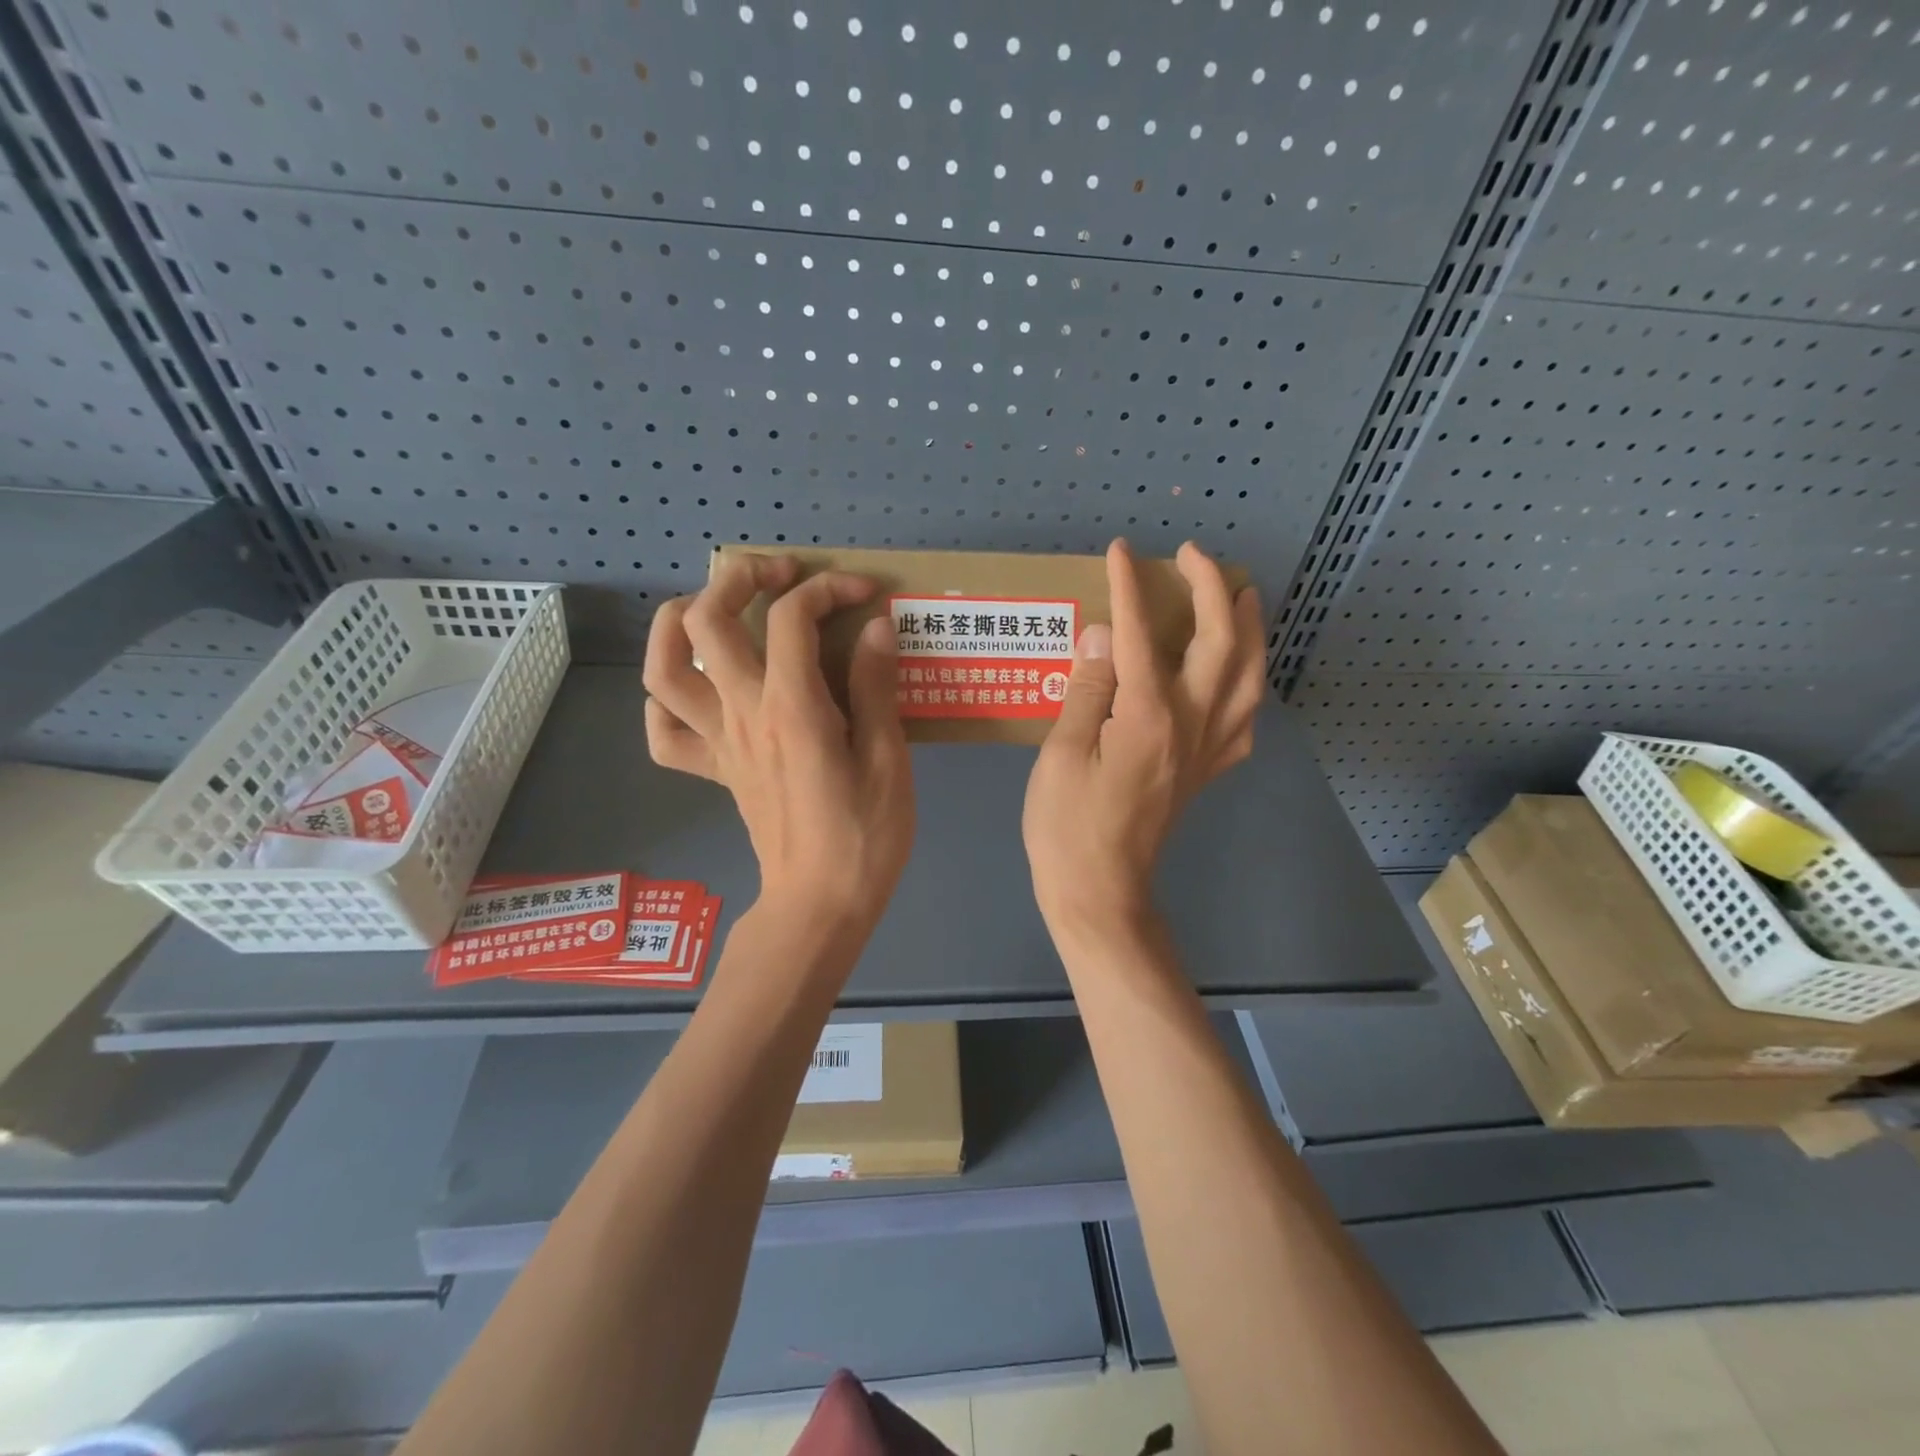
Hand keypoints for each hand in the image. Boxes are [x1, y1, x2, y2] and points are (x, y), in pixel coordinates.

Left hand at [643, 555, 914, 938]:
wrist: (819, 905)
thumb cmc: (865, 837)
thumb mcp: (888, 760)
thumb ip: (876, 688)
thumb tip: (874, 627)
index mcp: (792, 708)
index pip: (792, 617)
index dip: (828, 588)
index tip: (865, 593)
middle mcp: (742, 714)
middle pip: (705, 621)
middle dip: (739, 577)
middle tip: (780, 575)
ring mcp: (719, 743)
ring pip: (662, 668)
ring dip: (679, 622)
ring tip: (716, 608)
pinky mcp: (714, 770)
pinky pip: (664, 732)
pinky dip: (666, 699)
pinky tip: (699, 688)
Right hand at [1023, 539, 1265, 934]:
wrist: (1100, 890)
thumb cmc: (1067, 825)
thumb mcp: (1062, 753)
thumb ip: (1088, 688)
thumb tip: (1106, 633)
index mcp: (1148, 716)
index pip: (1143, 634)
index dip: (1131, 587)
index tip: (1122, 551)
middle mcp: (1192, 724)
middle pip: (1220, 642)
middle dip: (1211, 589)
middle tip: (1193, 556)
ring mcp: (1207, 749)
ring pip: (1249, 676)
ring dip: (1251, 629)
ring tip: (1244, 597)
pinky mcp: (1207, 770)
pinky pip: (1244, 718)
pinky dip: (1249, 684)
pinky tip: (1238, 675)